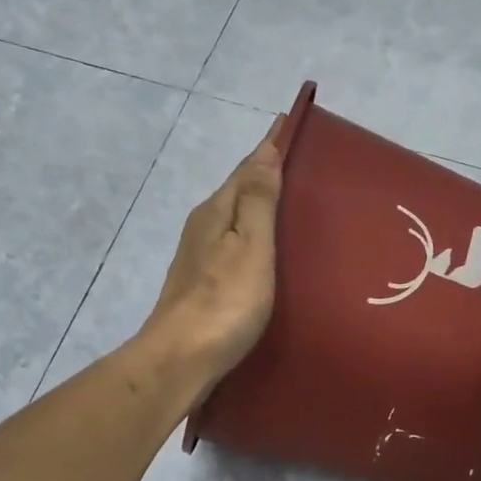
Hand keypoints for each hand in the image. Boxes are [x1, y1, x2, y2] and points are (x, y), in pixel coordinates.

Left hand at [139, 114, 285, 393]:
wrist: (181, 359)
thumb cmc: (224, 302)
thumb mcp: (250, 247)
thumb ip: (258, 201)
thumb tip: (264, 151)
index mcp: (216, 212)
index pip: (247, 168)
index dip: (269, 146)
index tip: (290, 121)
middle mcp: (202, 228)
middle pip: (237, 192)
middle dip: (264, 175)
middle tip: (299, 164)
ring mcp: (198, 259)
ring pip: (233, 221)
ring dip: (257, 208)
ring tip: (288, 205)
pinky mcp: (201, 287)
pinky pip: (232, 247)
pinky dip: (250, 239)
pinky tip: (263, 252)